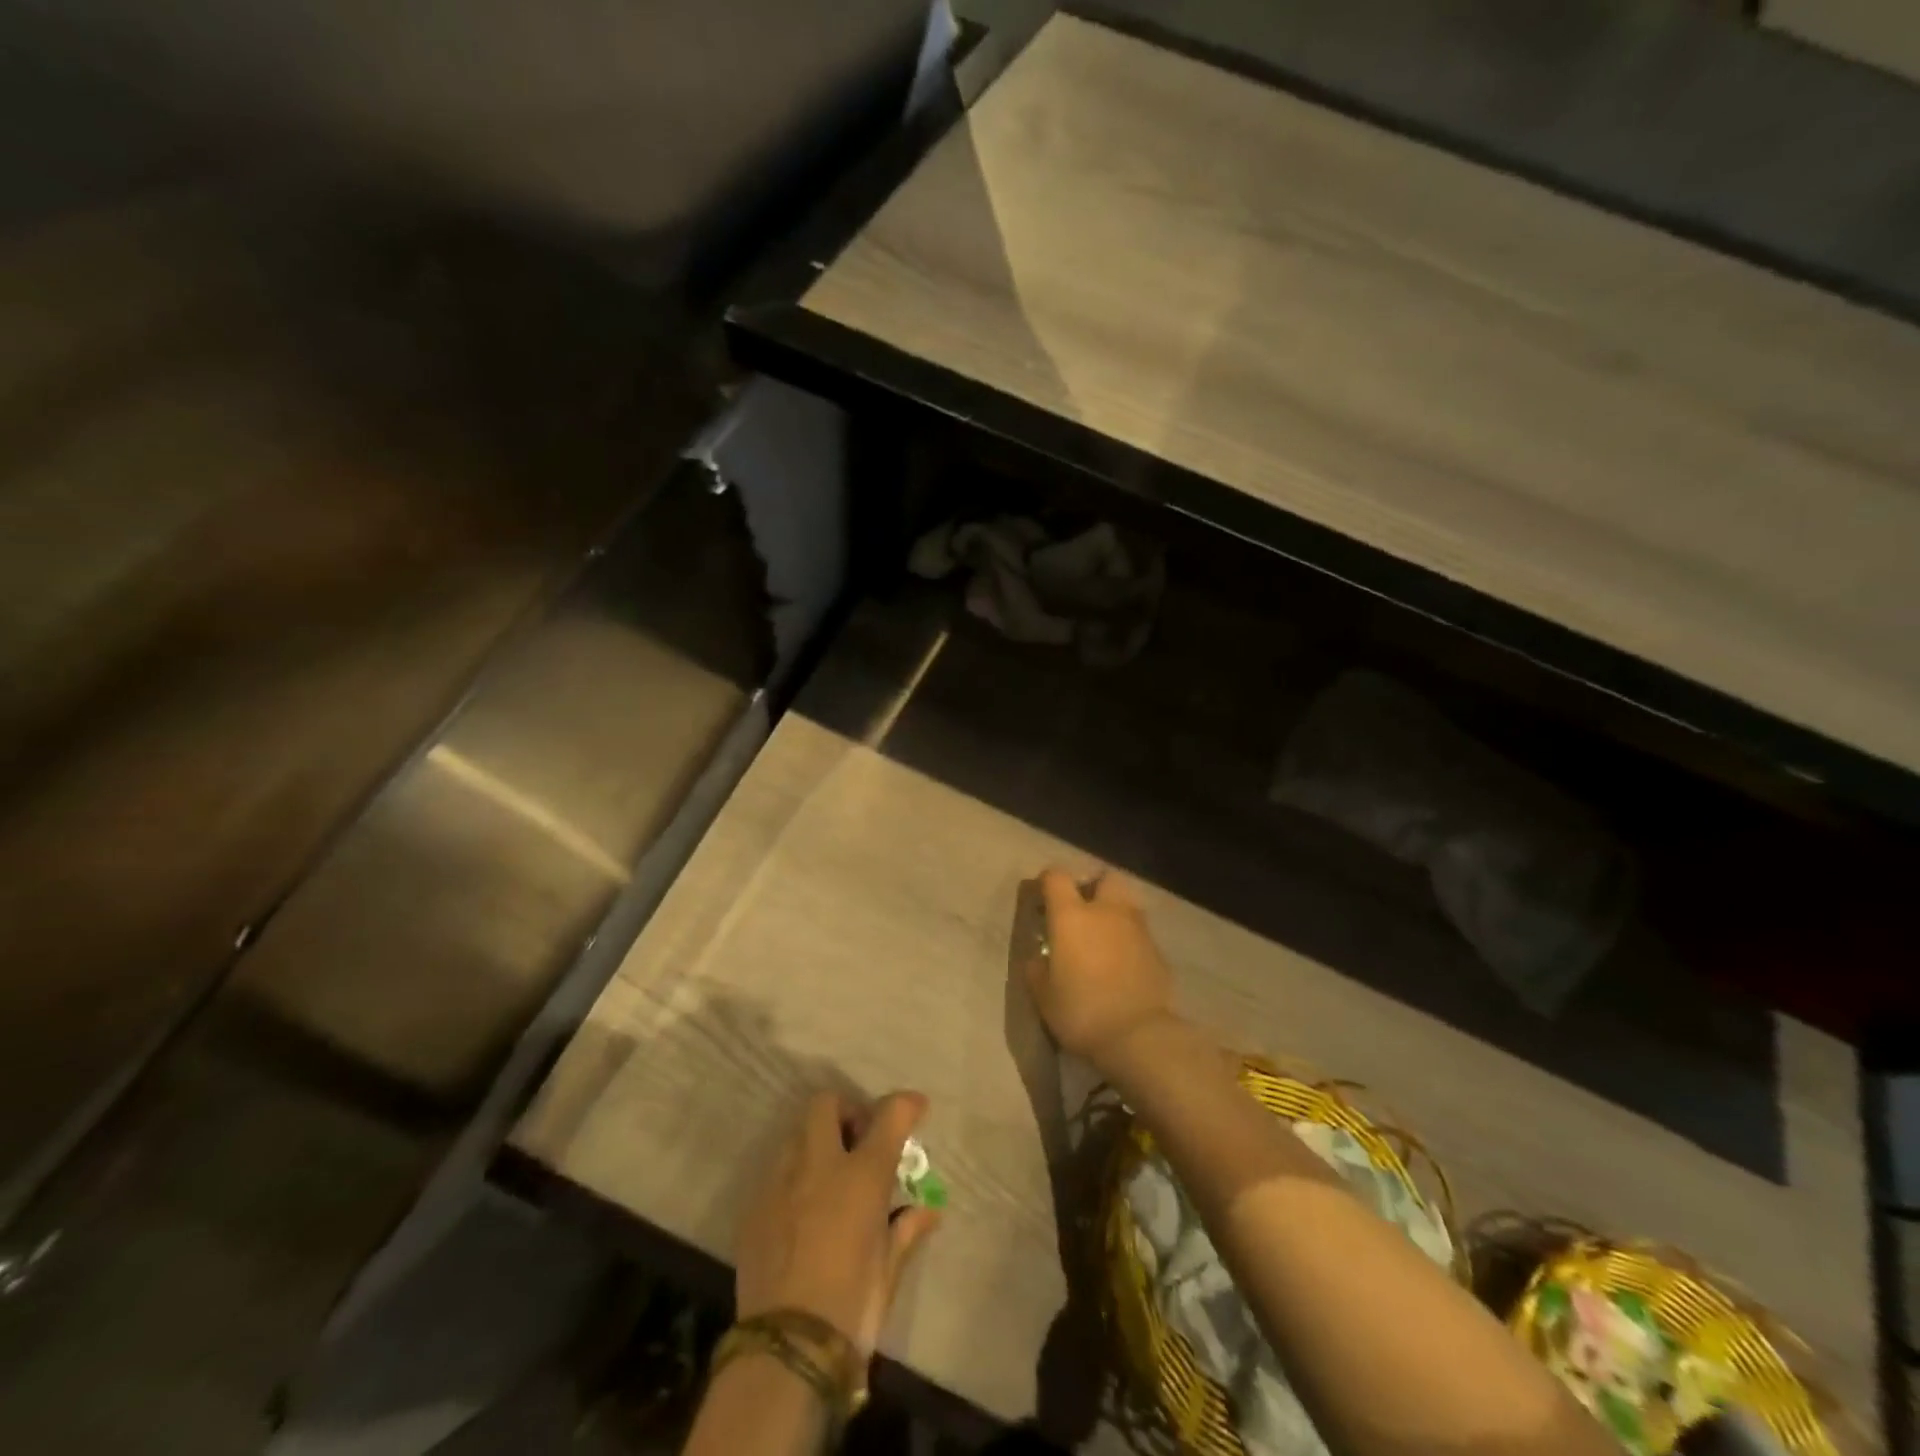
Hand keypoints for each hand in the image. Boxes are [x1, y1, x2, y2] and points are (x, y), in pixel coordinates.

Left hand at [735, 1090, 940, 1360]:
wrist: (787, 1350)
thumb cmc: (852, 1305)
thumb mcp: (890, 1268)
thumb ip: (907, 1228)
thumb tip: (927, 1210)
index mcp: (861, 1175)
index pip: (889, 1115)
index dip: (906, 1104)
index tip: (916, 1108)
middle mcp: (818, 1164)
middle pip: (827, 1103)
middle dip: (846, 1111)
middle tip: (858, 1141)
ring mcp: (780, 1182)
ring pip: (796, 1134)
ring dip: (816, 1142)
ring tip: (828, 1177)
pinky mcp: (753, 1207)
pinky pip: (776, 1172)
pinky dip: (794, 1177)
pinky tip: (801, 1212)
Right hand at [1029, 868, 1176, 1069]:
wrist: (1138, 1036)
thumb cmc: (1081, 1011)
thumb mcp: (1044, 996)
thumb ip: (1038, 969)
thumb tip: (1040, 958)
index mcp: (1072, 916)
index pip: (1057, 877)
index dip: (1046, 882)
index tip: (1040, 899)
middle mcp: (1107, 911)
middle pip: (1104, 878)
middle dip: (1092, 887)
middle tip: (1081, 910)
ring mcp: (1137, 928)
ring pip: (1126, 903)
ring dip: (1113, 912)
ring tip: (1102, 937)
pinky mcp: (1158, 950)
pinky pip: (1139, 932)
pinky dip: (1129, 938)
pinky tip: (1121, 963)